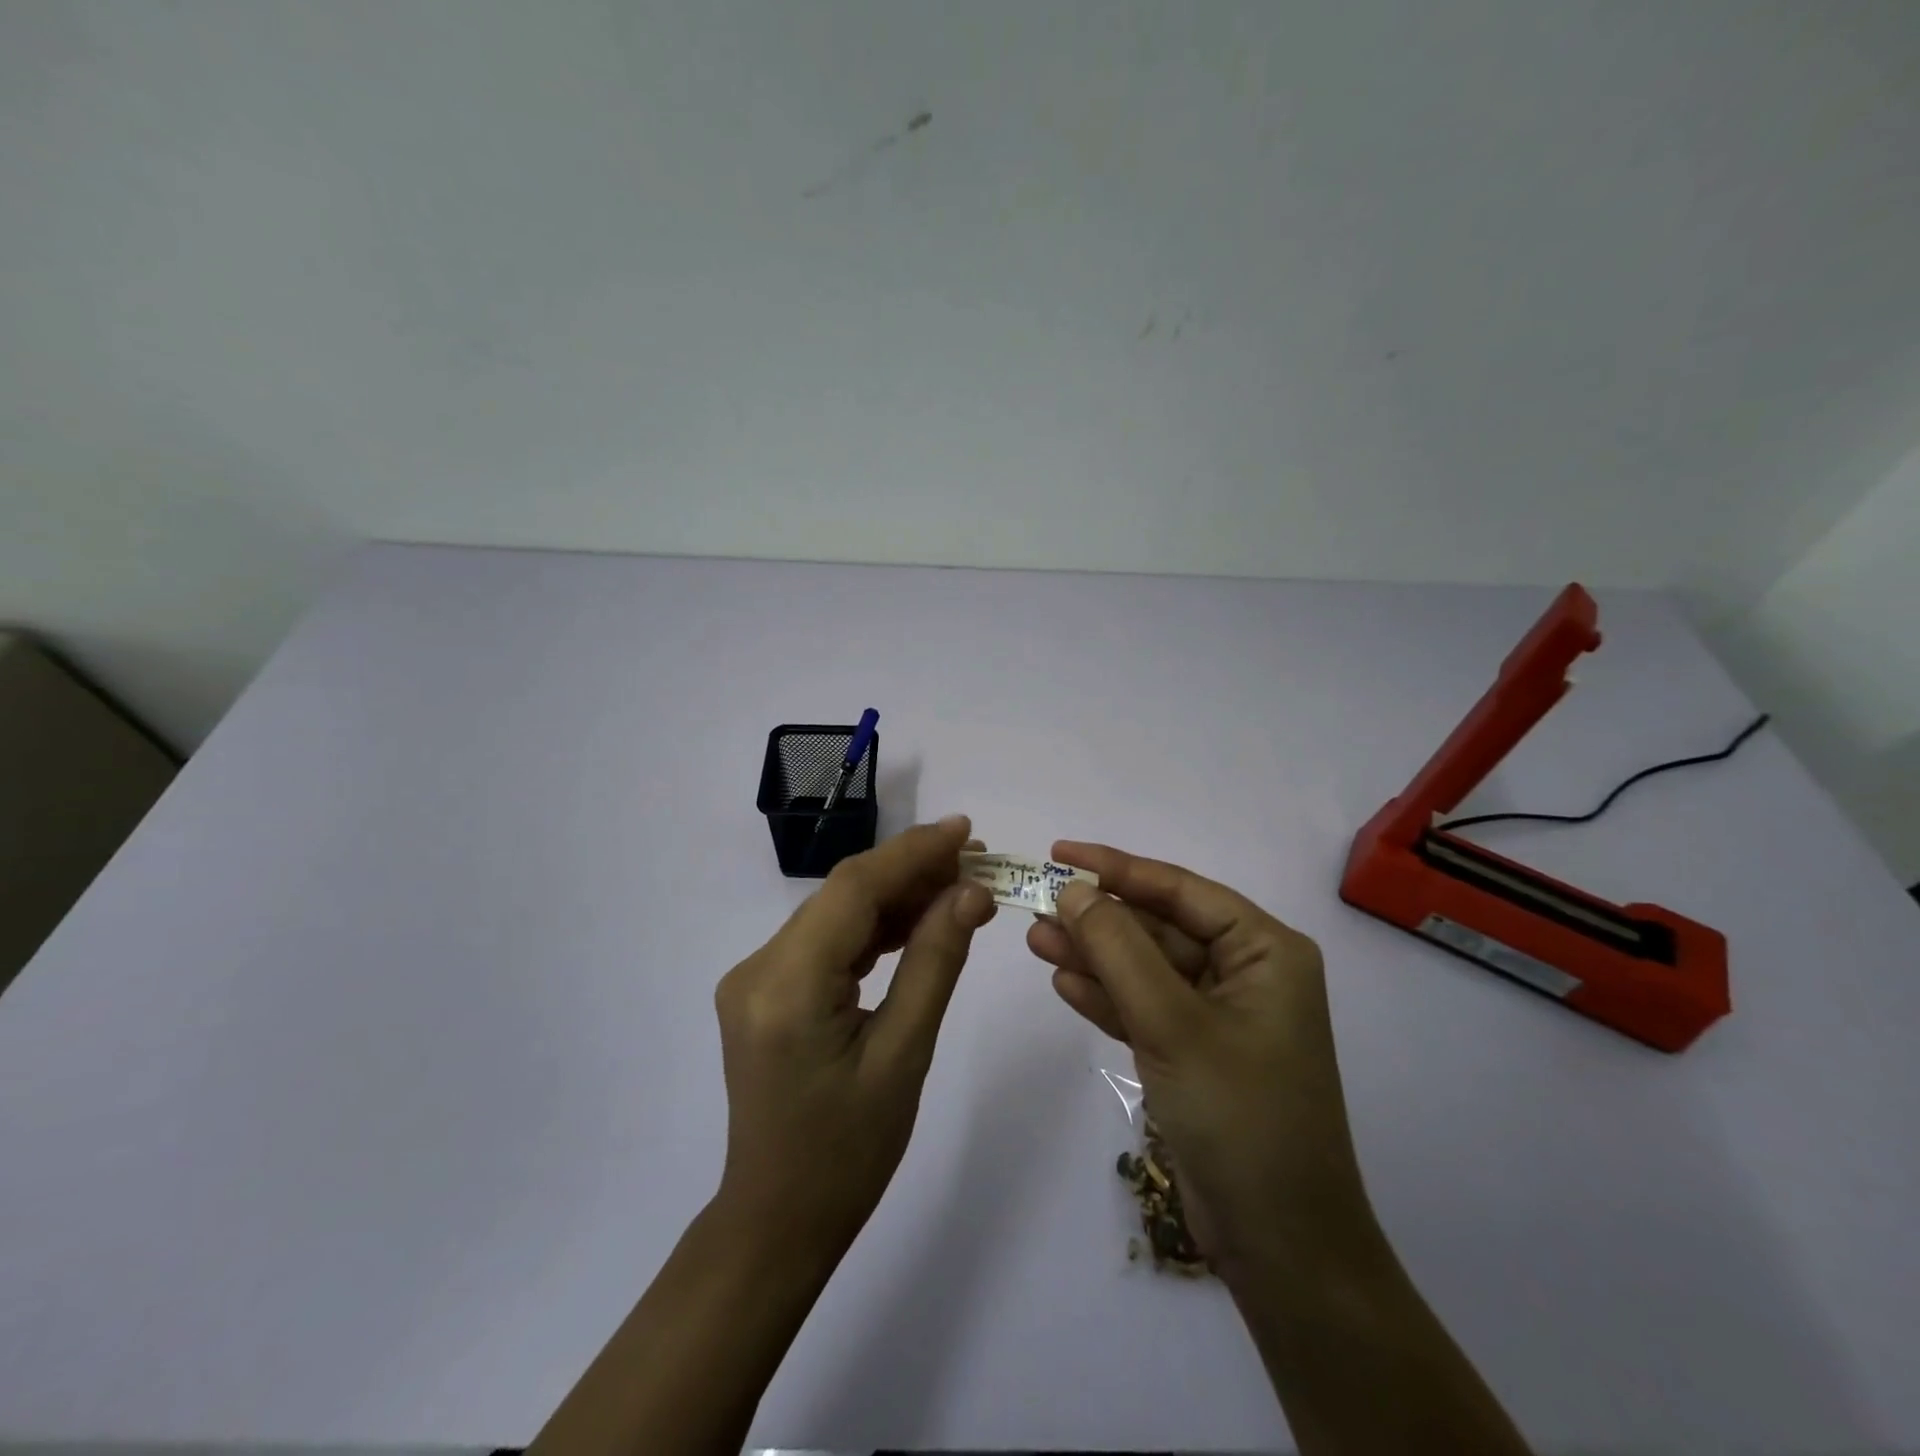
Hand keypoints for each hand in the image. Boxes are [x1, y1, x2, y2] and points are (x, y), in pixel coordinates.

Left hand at [713, 816, 995, 1258]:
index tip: (964, 831)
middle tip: (976, 859)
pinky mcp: (765, 988)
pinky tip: (917, 920)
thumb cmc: (848, 1154)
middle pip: (842, 895)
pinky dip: (873, 927)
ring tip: (958, 883)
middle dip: (910, 870)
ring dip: (895, 895)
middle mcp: (758, 968)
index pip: (852, 891)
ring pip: (836, 913)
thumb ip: (934, 963)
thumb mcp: (904, 1057)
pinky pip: (826, 940)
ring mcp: (755, 977)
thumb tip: (970, 893)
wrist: (777, 1220)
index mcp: (786, 988)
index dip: (911, 853)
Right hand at [1027, 842, 1374, 1279]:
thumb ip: (1119, 950)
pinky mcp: (1194, 1053)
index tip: (1060, 853)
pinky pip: (1144, 1008)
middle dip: (1099, 920)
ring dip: (1093, 956)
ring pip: (1145, 969)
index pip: (1180, 890)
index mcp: (1264, 950)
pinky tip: (1063, 983)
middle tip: (1036, 905)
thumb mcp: (1173, 1023)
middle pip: (1158, 928)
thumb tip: (1074, 890)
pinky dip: (1106, 997)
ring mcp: (1218, 1015)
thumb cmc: (1240, 1115)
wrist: (1280, 1246)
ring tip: (1034, 940)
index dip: (1117, 867)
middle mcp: (1245, 972)